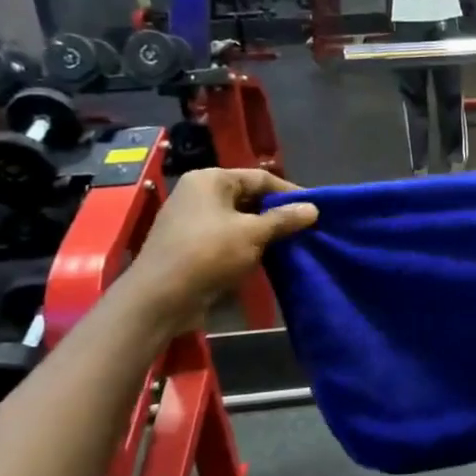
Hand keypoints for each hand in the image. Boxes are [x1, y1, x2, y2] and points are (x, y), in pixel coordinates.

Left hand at [119, 168, 318, 332]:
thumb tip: (313, 209)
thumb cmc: (208, 254)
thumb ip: (284, 219)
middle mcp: (199, 193)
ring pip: (239, 218)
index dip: (289, 192)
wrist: (161, 297)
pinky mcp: (190, 244)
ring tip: (291, 243)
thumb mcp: (253, 233)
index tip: (315, 208)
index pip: (260, 178)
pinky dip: (247, 243)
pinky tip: (266, 256)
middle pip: (248, 196)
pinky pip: (227, 236)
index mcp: (211, 180)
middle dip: (277, 212)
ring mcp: (192, 219)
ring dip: (264, 230)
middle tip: (305, 227)